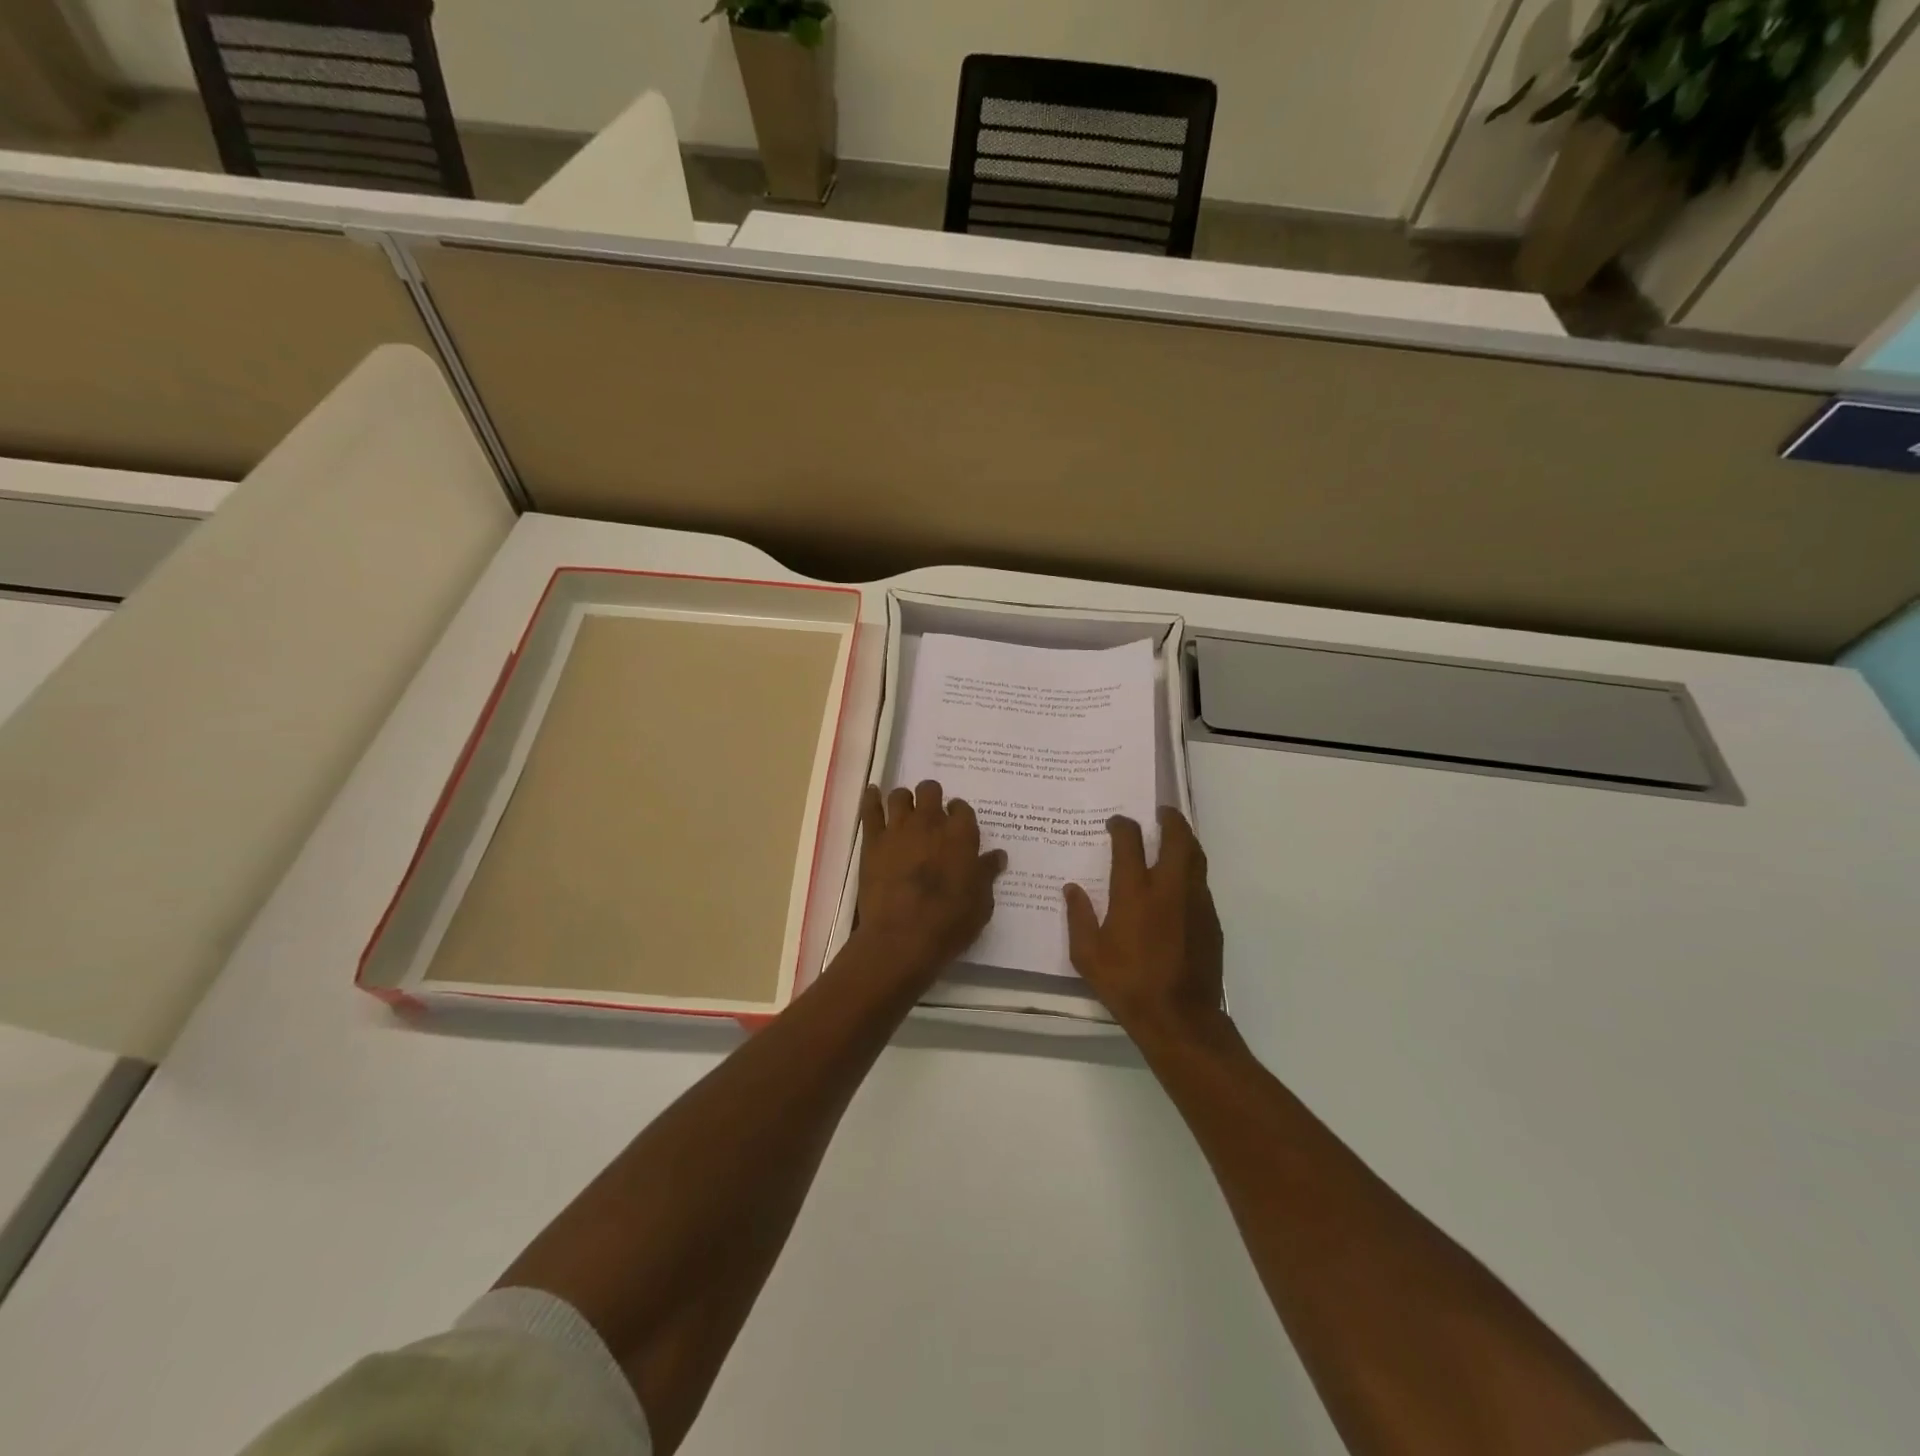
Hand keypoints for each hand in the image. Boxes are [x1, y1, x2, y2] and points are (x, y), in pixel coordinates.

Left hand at [853, 782, 1006, 984]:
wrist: (902, 938)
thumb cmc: (949, 923)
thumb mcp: (981, 903)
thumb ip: (987, 874)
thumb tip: (997, 856)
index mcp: (961, 835)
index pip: (962, 809)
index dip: (959, 814)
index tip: (957, 824)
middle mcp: (930, 822)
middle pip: (930, 790)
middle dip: (932, 798)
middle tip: (931, 814)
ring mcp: (898, 829)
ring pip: (900, 795)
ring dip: (905, 800)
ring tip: (905, 811)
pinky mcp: (873, 841)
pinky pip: (870, 809)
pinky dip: (871, 798)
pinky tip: (873, 793)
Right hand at [1064, 808, 1226, 1045]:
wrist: (1180, 1019)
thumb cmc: (1127, 984)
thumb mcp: (1088, 956)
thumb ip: (1079, 917)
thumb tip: (1072, 889)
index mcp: (1135, 892)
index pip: (1130, 842)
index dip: (1122, 826)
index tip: (1116, 822)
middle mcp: (1169, 888)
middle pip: (1177, 838)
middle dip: (1170, 819)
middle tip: (1161, 812)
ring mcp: (1195, 902)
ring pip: (1196, 858)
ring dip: (1185, 841)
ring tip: (1174, 838)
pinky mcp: (1211, 921)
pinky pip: (1201, 884)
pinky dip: (1190, 872)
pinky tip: (1179, 885)